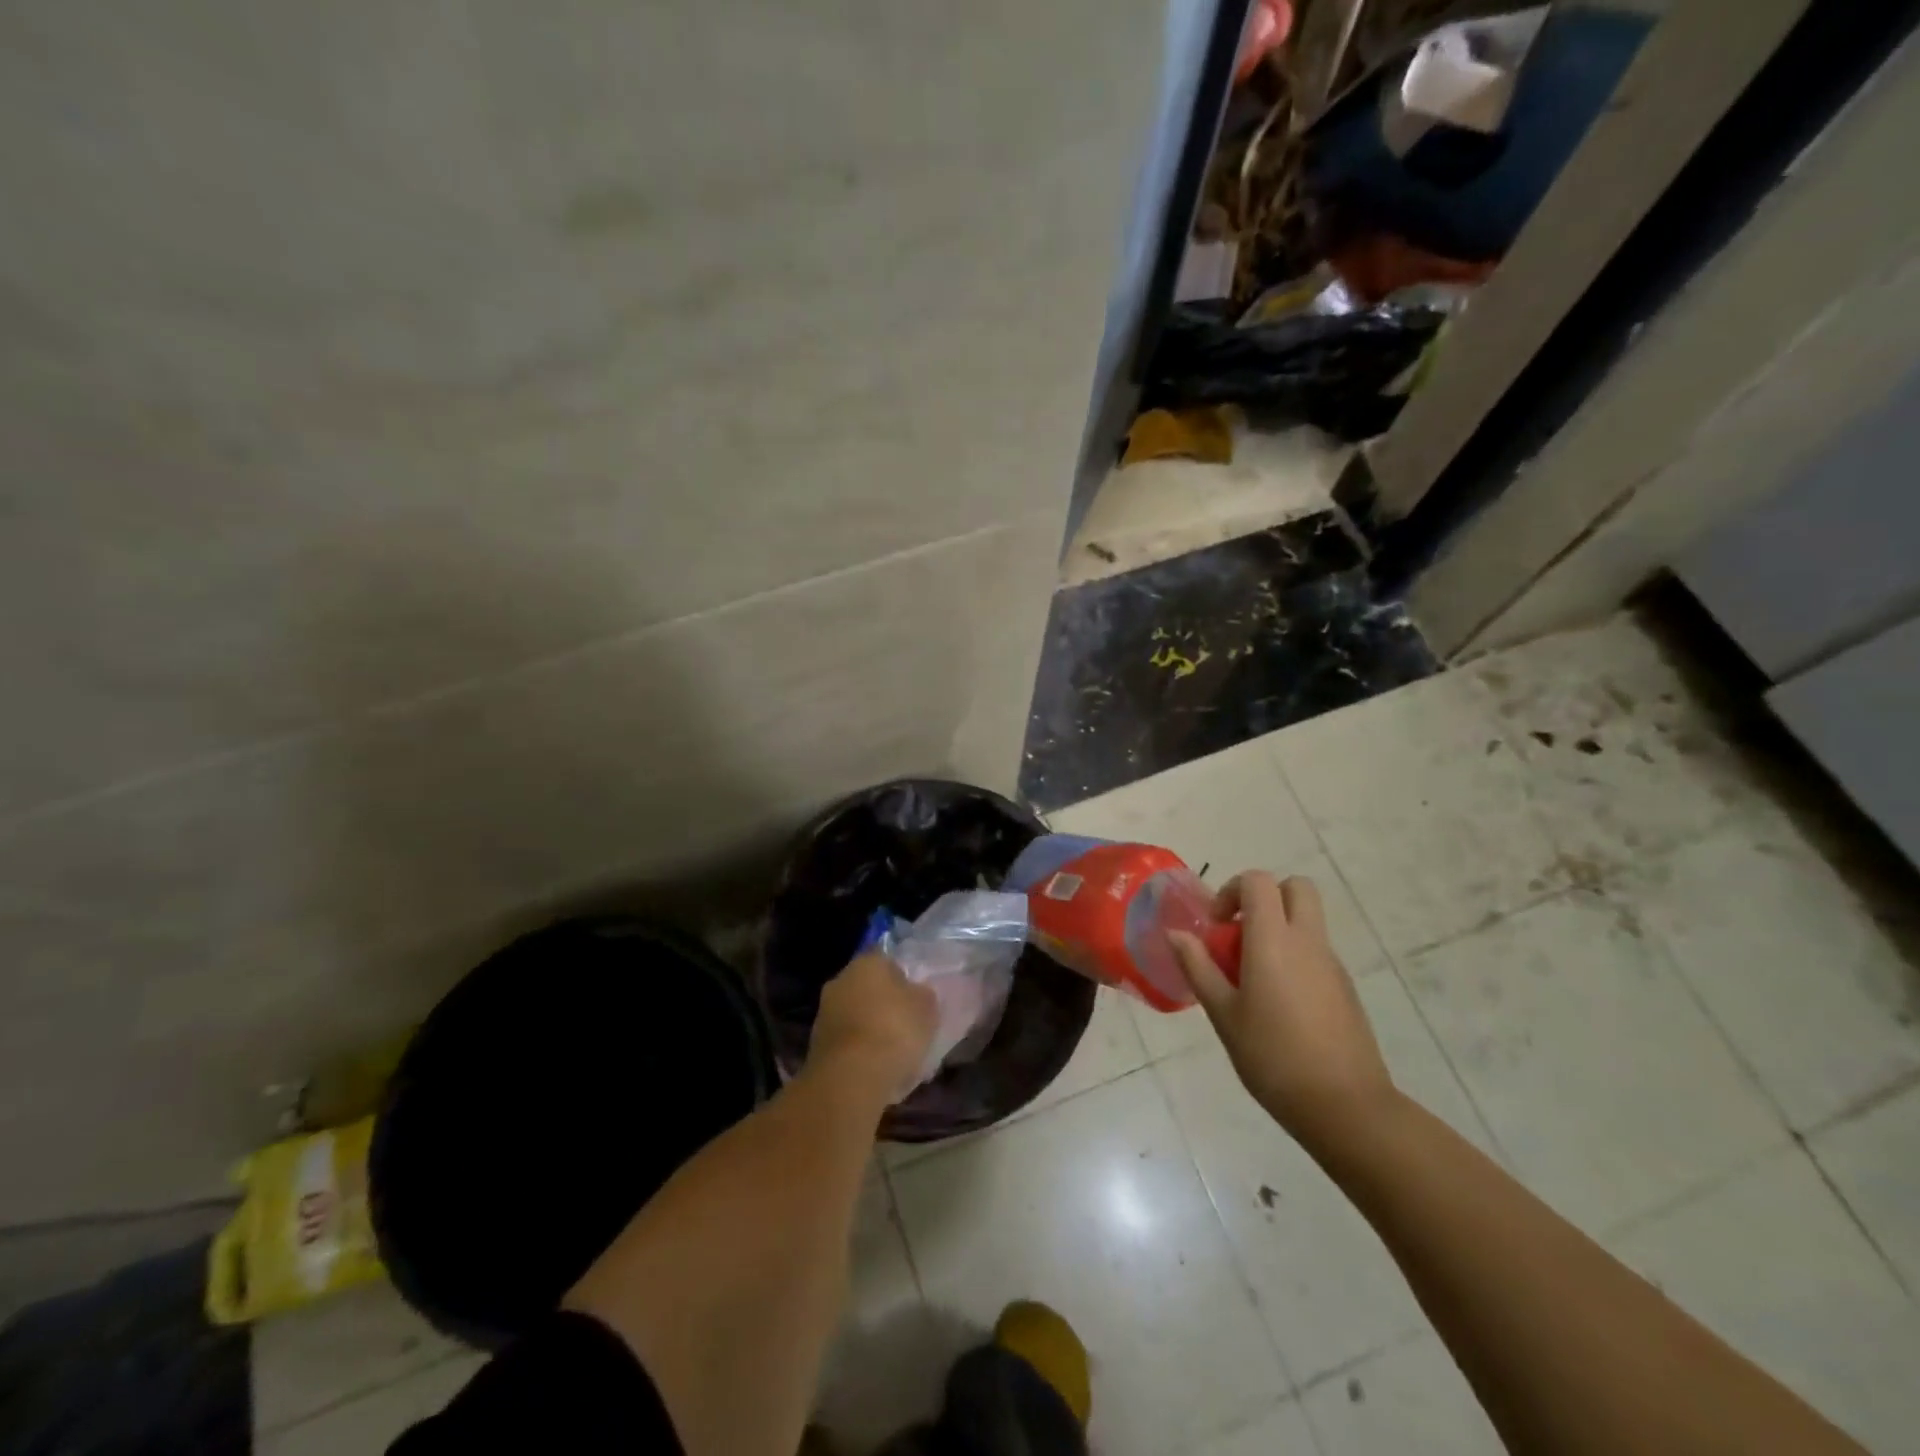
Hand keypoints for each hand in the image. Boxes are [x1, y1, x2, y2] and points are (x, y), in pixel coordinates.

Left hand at [810, 951, 938, 1098]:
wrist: (851, 1078)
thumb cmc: (894, 1031)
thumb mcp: (927, 1009)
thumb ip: (922, 995)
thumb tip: (916, 993)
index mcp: (867, 962)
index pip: (888, 961)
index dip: (904, 980)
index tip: (917, 1000)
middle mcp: (841, 980)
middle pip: (869, 988)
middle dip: (885, 1005)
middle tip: (907, 1027)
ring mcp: (825, 1013)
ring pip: (857, 1016)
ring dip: (872, 1030)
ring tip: (895, 1055)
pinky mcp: (817, 1045)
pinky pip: (847, 1043)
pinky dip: (860, 1052)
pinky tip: (877, 1070)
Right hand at [1170, 872, 1395, 1150]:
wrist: (1345, 1106)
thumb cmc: (1272, 1057)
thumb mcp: (1223, 1013)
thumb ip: (1198, 967)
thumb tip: (1176, 934)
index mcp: (1274, 940)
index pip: (1259, 881)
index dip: (1232, 890)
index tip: (1216, 925)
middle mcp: (1307, 941)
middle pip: (1296, 888)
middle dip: (1265, 897)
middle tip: (1239, 933)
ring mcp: (1332, 964)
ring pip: (1307, 921)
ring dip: (1279, 929)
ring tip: (1252, 978)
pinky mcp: (1346, 988)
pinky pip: (1316, 952)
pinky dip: (1294, 957)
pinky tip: (1278, 1005)